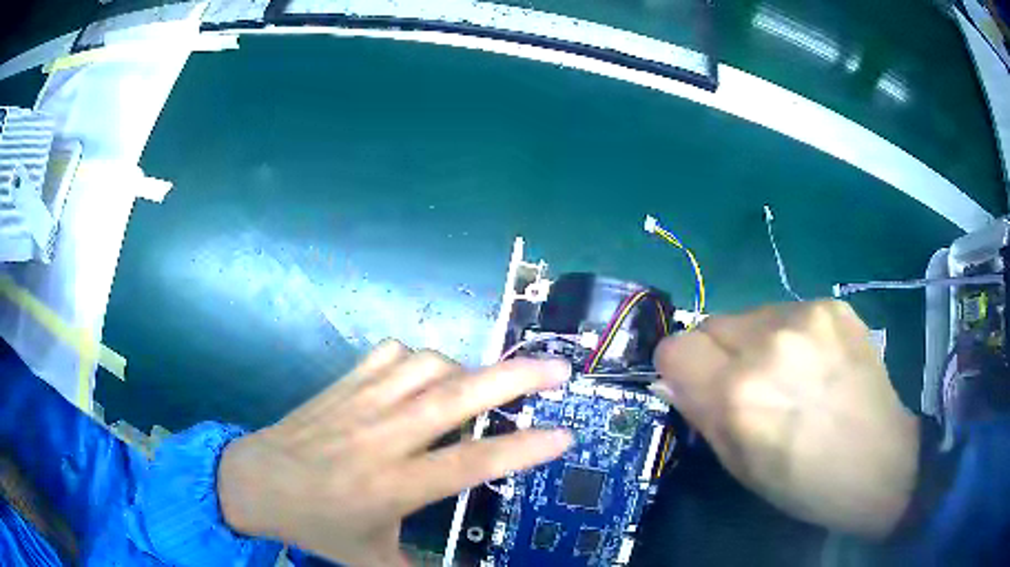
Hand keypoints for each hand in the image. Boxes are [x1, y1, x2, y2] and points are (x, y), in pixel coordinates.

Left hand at [217, 340, 572, 565]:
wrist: (255, 482)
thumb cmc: (316, 524)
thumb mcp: (369, 559)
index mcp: (393, 485)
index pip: (471, 463)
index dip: (524, 449)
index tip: (564, 435)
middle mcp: (383, 438)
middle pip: (457, 397)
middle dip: (515, 378)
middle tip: (557, 369)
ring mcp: (361, 403)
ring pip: (426, 365)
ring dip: (465, 369)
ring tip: (481, 385)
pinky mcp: (342, 385)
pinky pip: (389, 354)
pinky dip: (417, 358)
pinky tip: (424, 375)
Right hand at [651, 300, 918, 537]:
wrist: (880, 460)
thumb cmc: (804, 483)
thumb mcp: (740, 466)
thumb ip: (702, 415)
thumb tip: (674, 379)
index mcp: (738, 396)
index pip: (675, 348)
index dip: (680, 368)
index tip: (697, 384)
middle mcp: (767, 345)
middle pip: (709, 323)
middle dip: (718, 354)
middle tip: (748, 383)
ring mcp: (805, 317)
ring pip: (749, 315)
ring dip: (755, 342)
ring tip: (789, 374)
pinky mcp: (832, 305)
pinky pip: (787, 311)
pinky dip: (790, 334)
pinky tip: (816, 362)